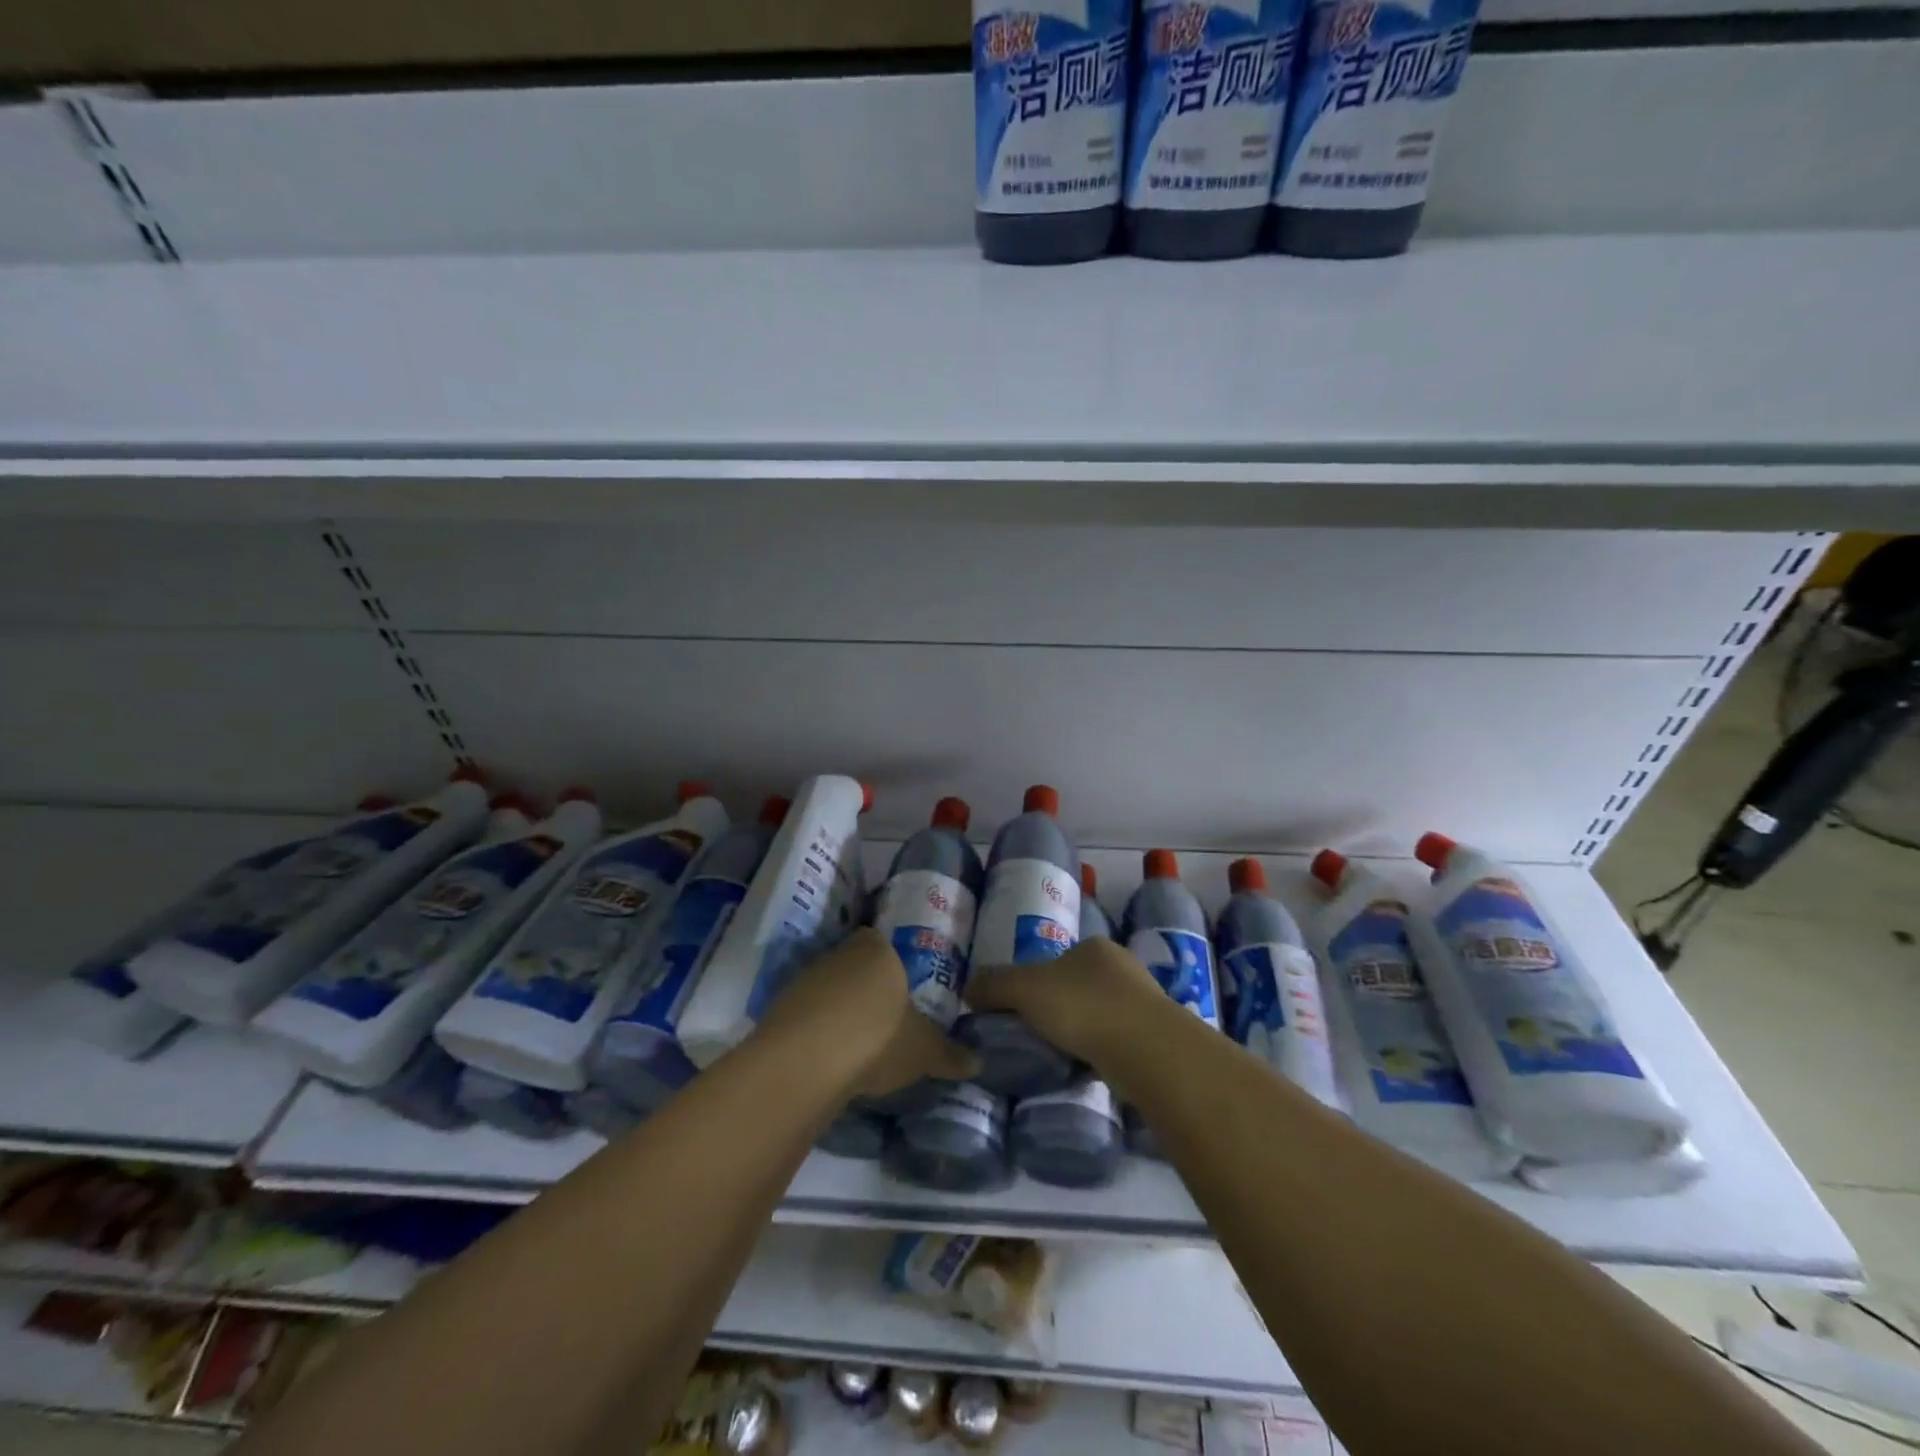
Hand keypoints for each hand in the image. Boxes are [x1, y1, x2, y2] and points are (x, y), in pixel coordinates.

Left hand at [759, 928, 978, 1099]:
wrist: (807, 1059)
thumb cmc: (878, 1037)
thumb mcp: (924, 1050)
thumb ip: (949, 1053)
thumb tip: (978, 1061)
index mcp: (877, 949)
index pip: (883, 943)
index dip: (892, 965)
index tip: (900, 991)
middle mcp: (839, 953)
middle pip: (854, 964)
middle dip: (865, 987)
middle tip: (882, 1019)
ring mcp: (805, 978)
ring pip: (828, 988)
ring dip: (837, 1009)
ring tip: (854, 1044)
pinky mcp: (779, 1006)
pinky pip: (805, 1013)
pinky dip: (815, 1029)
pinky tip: (826, 1057)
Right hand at [964, 937, 1167, 1071]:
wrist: (1147, 1050)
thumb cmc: (1083, 1006)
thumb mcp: (1024, 989)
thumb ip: (994, 985)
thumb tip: (968, 989)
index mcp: (1094, 948)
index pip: (1057, 961)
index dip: (1035, 984)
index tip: (1021, 1011)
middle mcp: (1123, 967)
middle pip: (1078, 987)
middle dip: (1059, 1009)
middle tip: (1036, 1036)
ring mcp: (1144, 1002)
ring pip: (1100, 1016)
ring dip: (1082, 1033)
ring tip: (1060, 1057)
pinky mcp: (1155, 1037)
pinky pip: (1117, 1042)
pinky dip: (1100, 1053)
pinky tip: (1087, 1069)